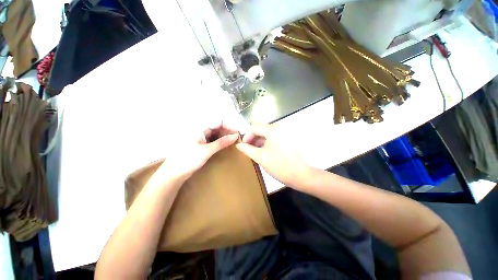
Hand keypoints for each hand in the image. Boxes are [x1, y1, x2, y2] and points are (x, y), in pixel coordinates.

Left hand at [156, 122, 238, 183]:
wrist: (174, 173)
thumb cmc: (188, 160)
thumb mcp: (207, 150)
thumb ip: (222, 142)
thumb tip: (236, 136)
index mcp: (201, 128)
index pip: (219, 121)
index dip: (229, 126)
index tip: (238, 133)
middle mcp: (201, 131)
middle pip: (218, 127)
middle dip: (228, 131)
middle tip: (238, 138)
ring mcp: (202, 138)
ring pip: (217, 133)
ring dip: (225, 136)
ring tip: (234, 142)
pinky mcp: (202, 144)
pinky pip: (214, 139)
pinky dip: (221, 141)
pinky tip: (226, 145)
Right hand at [236, 123, 311, 188]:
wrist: (302, 175)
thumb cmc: (279, 166)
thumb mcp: (260, 157)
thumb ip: (247, 149)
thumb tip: (239, 145)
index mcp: (273, 130)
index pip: (255, 127)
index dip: (247, 136)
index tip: (244, 146)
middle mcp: (281, 127)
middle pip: (262, 129)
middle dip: (253, 138)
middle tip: (249, 149)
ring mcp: (287, 132)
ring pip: (268, 133)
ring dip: (260, 140)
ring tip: (257, 151)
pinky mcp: (290, 138)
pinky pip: (275, 137)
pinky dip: (268, 142)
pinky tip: (266, 151)